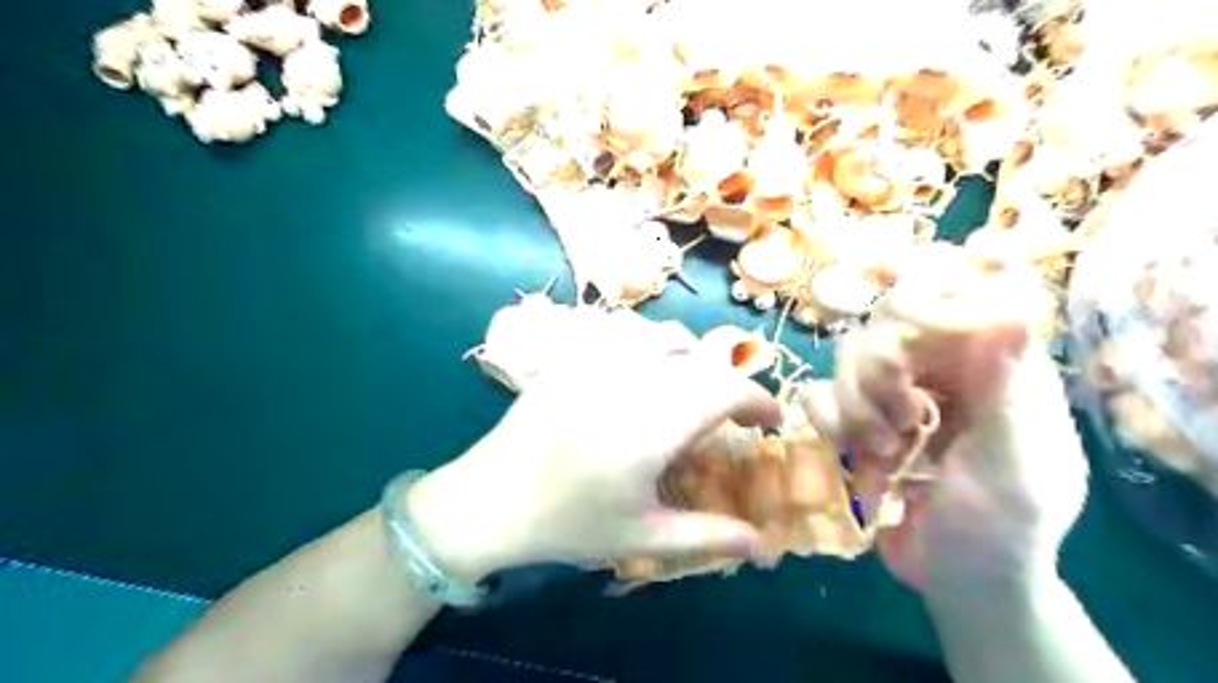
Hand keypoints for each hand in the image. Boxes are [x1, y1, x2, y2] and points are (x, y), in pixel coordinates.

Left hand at [404, 337, 779, 581]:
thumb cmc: (568, 524)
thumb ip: (709, 536)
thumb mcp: (643, 538)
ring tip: (689, 389)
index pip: (726, 389)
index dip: (759, 400)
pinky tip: (641, 369)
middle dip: (730, 383)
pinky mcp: (571, 353)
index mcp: (652, 426)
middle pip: (703, 359)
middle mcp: (629, 381)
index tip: (770, 422)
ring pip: (664, 334)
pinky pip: (621, 328)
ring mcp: (596, 359)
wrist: (490, 500)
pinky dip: (647, 342)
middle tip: (733, 415)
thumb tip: (765, 546)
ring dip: (692, 358)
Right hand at [796, 253, 1088, 590]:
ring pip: (847, 354)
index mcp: (996, 368)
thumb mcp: (1015, 469)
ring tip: (883, 448)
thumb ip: (1008, 393)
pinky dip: (825, 417)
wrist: (955, 579)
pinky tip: (850, 450)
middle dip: (880, 368)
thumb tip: (1013, 310)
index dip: (936, 289)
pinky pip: (817, 392)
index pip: (968, 293)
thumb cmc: (1001, 531)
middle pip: (889, 319)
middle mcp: (940, 367)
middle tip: (901, 416)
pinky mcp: (854, 418)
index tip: (908, 321)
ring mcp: (892, 392)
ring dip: (855, 402)